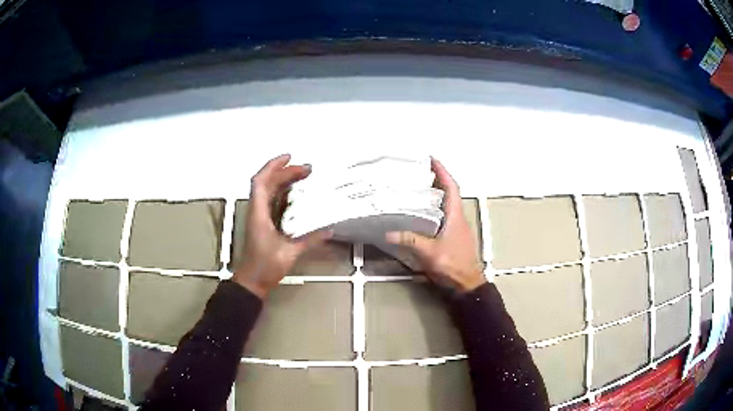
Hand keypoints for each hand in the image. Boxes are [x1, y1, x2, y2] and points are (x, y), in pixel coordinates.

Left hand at [233, 154, 331, 298]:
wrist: (251, 281)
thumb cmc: (265, 267)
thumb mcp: (289, 253)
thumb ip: (309, 240)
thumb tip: (329, 230)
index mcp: (258, 214)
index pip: (261, 182)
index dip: (273, 166)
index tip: (290, 158)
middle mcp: (256, 211)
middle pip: (266, 183)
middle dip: (285, 172)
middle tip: (307, 169)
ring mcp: (258, 217)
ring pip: (268, 191)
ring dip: (283, 180)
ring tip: (302, 175)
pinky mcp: (262, 223)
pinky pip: (271, 201)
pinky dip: (282, 192)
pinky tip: (295, 193)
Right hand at [386, 157, 485, 292]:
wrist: (467, 284)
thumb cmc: (453, 266)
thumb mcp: (430, 252)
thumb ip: (411, 241)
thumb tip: (390, 233)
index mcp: (455, 217)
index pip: (452, 187)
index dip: (443, 172)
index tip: (432, 160)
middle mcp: (458, 219)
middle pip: (450, 193)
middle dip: (437, 180)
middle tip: (420, 173)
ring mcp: (457, 228)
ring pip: (447, 205)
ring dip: (436, 195)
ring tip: (419, 189)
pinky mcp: (454, 237)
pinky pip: (444, 217)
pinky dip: (435, 210)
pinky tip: (422, 215)